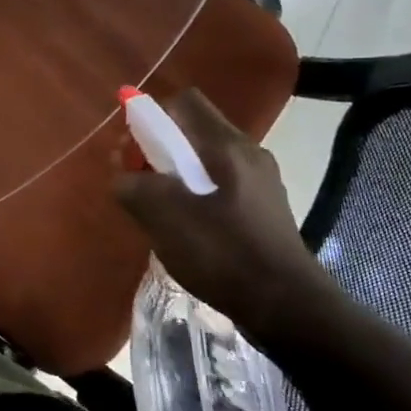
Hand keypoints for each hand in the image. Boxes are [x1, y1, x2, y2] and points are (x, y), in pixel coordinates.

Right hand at [113, 89, 339, 348]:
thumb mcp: (162, 216)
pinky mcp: (264, 209)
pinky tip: (186, 228)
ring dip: (174, 175)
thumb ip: (132, 185)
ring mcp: (260, 182)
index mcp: (226, 145)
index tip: (134, 150)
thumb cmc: (222, 252)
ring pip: (204, 160)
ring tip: (158, 209)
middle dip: (158, 149)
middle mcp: (248, 153)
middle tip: (138, 182)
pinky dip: (195, 195)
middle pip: (192, 131)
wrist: (287, 308)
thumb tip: (123, 174)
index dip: (151, 116)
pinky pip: (219, 185)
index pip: (183, 102)